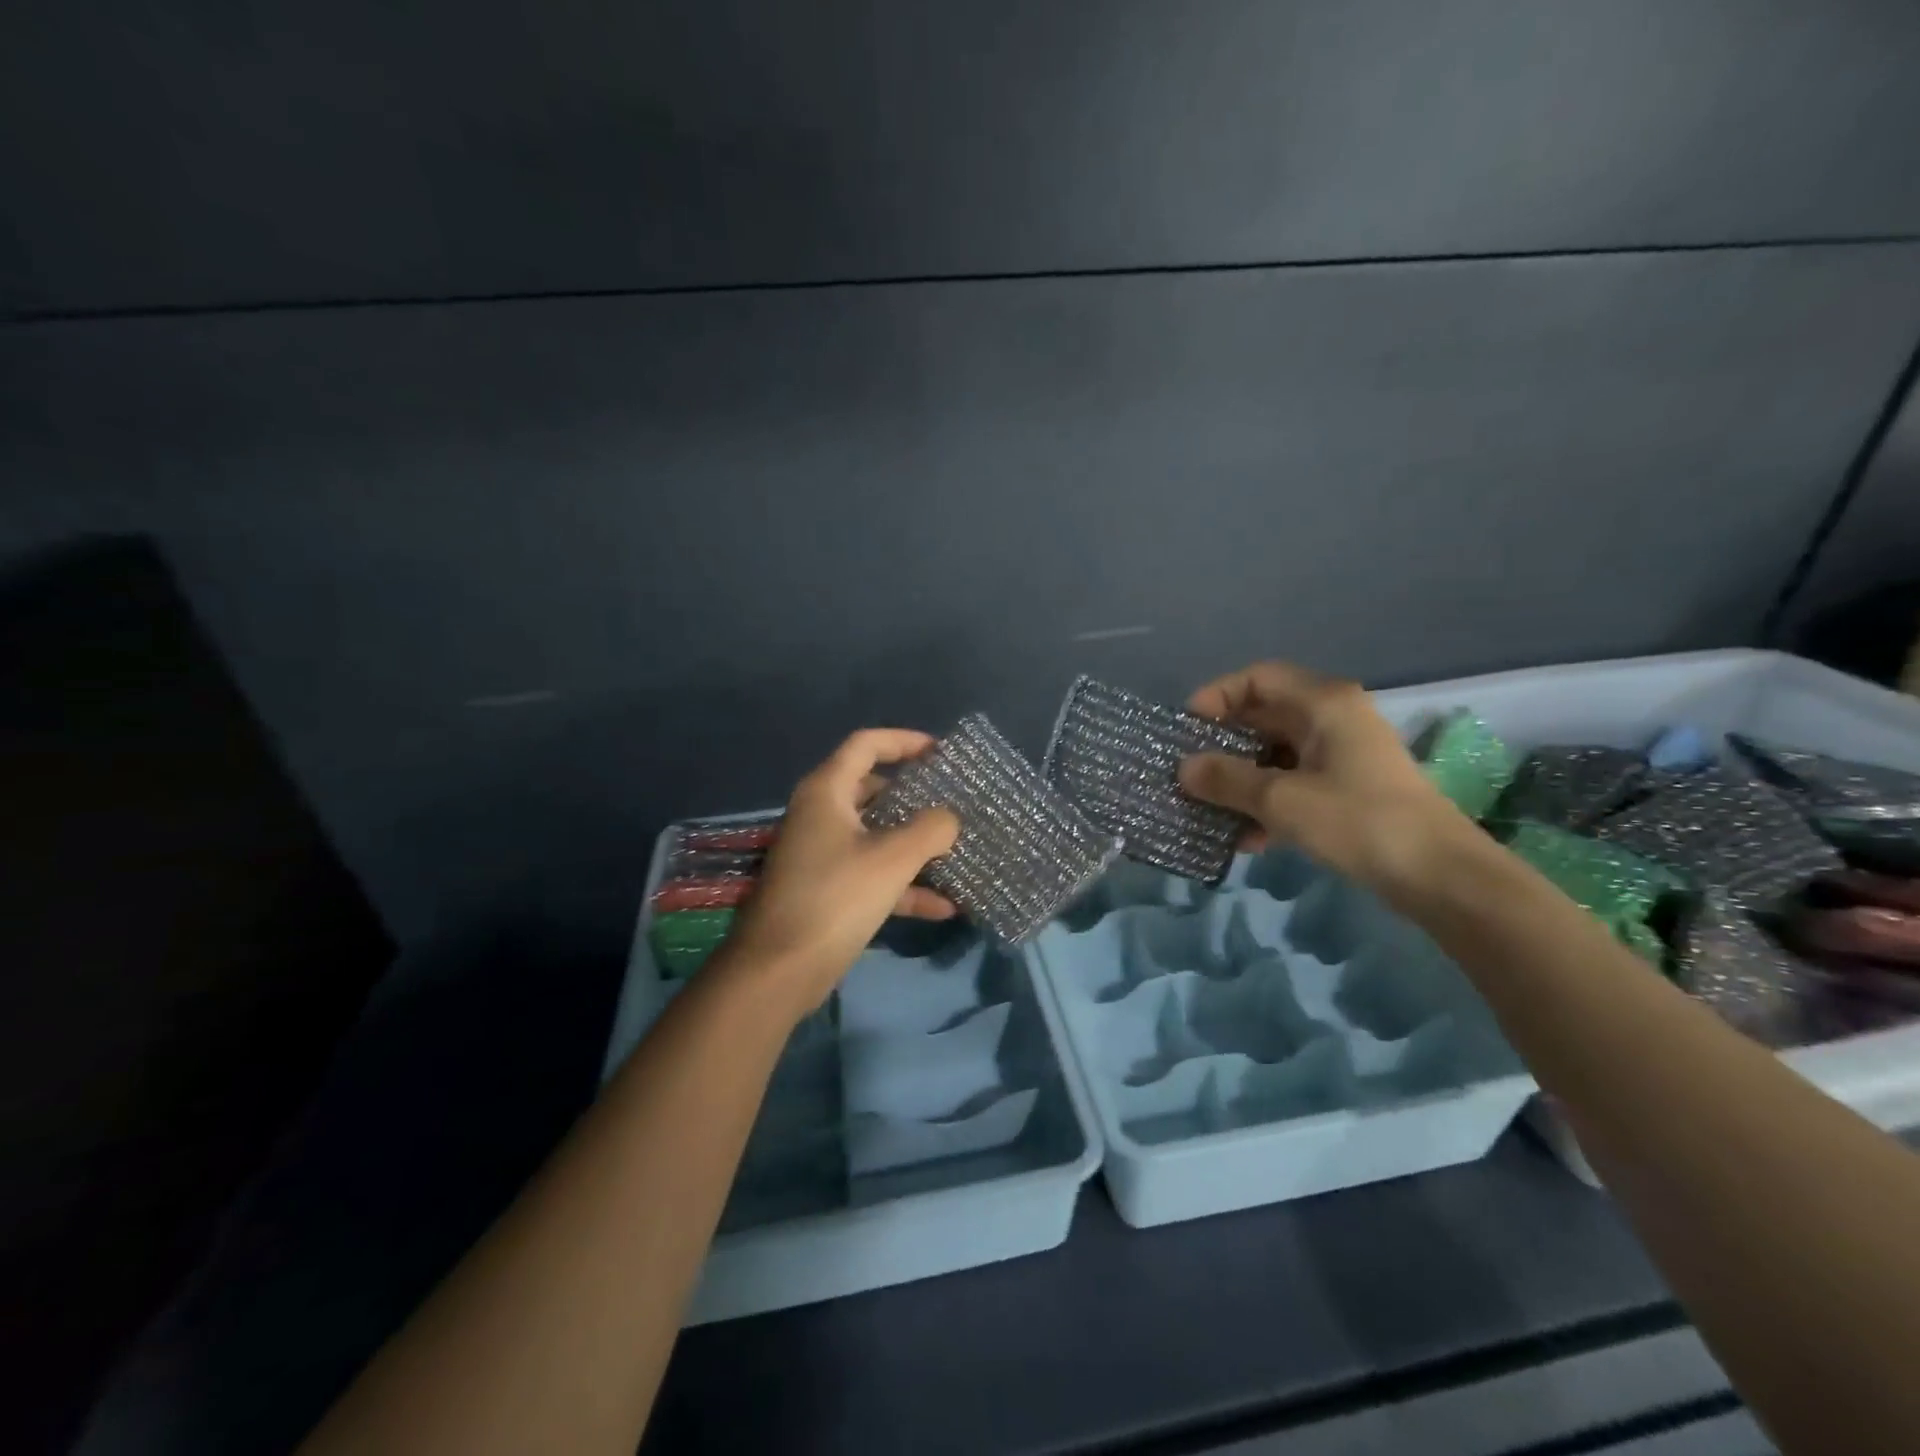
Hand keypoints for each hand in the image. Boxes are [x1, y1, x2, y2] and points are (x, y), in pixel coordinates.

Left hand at [714, 730, 959, 1012]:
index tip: (941, 751)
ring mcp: (822, 855)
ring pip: (876, 836)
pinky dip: (904, 885)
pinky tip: (944, 906)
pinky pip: (872, 875)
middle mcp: (821, 816)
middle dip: (914, 796)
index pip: (865, 745)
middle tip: (952, 801)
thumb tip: (949, 818)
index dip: (904, 741)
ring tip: (956, 851)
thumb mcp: (892, 859)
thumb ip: (930, 829)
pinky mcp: (827, 891)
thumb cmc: (835, 898)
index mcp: (826, 792)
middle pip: (872, 789)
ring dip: (915, 845)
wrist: (778, 970)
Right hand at [1178, 661, 1475, 900]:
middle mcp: (1333, 719)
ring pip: (1275, 755)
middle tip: (1188, 773)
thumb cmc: (1358, 821)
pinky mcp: (1348, 790)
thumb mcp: (1282, 799)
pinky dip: (1267, 804)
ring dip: (1241, 781)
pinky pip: (1293, 783)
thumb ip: (1227, 780)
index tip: (1188, 730)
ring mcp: (1342, 755)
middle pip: (1264, 717)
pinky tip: (1247, 839)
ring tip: (1209, 811)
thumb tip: (1183, 769)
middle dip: (1223, 745)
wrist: (1440, 875)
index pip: (1258, 678)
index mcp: (1323, 703)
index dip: (1218, 697)